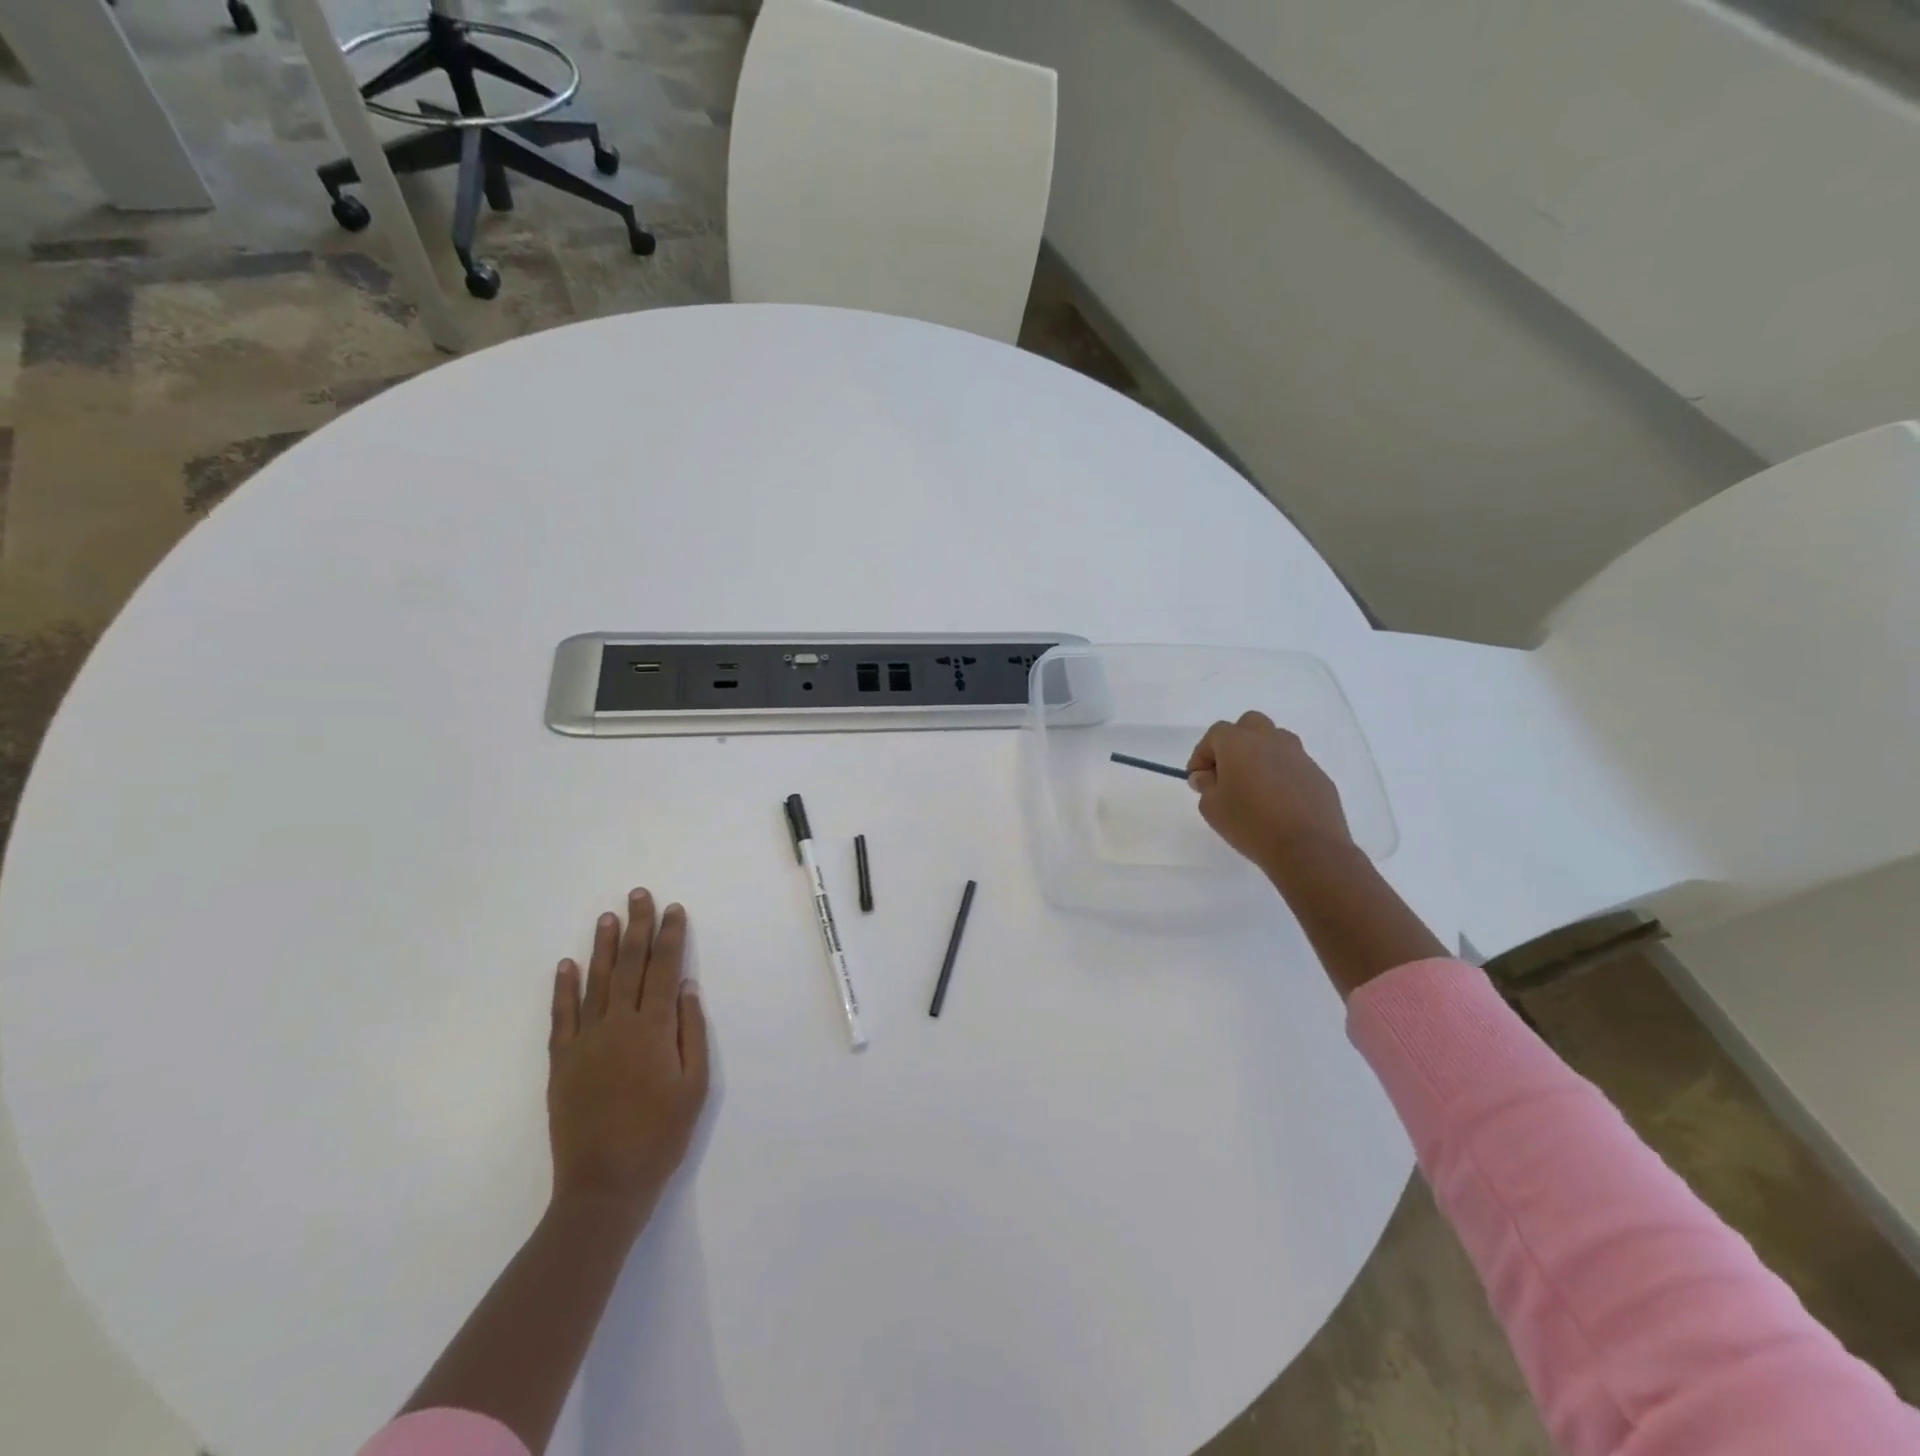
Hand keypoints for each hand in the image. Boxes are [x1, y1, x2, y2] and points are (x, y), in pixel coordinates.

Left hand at [548, 889, 709, 1221]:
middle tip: (639, 894)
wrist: (604, 1186)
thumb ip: (691, 1031)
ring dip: (604, 946)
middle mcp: (619, 1025)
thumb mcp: (695, 1085)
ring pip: (596, 981)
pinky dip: (564, 988)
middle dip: (638, 927)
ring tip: (608, 916)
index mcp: (654, 1029)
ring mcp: (586, 1042)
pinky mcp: (562, 1062)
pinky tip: (567, 964)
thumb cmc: (661, 1135)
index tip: (674, 909)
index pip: (665, 969)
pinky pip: (562, 1016)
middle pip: (631, 965)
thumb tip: (687, 987)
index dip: (671, 936)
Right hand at [1187, 711, 1354, 877]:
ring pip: (1275, 740)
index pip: (1214, 734)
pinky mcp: (1318, 775)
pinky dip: (1281, 774)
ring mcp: (1299, 756)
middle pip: (1249, 725)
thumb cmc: (1250, 824)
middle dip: (1234, 742)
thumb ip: (1205, 786)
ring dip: (1260, 754)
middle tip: (1227, 772)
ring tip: (1254, 785)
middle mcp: (1270, 740)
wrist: (1308, 849)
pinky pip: (1294, 765)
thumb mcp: (1212, 808)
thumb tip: (1206, 776)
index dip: (1202, 754)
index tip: (1198, 778)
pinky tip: (1278, 801)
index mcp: (1239, 743)